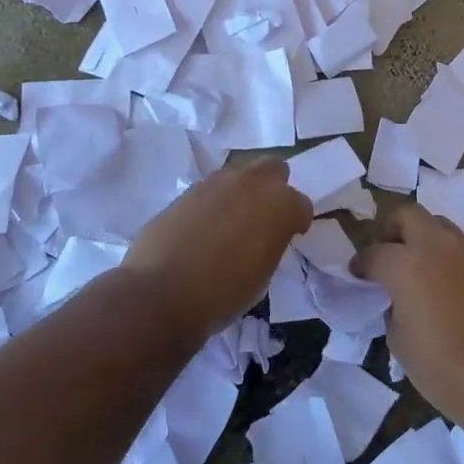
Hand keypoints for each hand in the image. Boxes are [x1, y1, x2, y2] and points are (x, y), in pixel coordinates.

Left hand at [122, 160, 312, 343]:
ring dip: (242, 192)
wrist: (161, 293)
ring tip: (232, 223)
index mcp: (280, 205)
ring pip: (240, 174)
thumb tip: (263, 237)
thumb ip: (270, 243)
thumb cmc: (224, 294)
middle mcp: (252, 183)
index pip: (301, 204)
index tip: (291, 236)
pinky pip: (211, 189)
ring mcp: (216, 182)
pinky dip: (214, 203)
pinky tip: (204, 228)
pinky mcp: (187, 190)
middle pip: (274, 169)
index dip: (297, 221)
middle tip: (264, 217)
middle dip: (274, 188)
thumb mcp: (263, 274)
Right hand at [350, 204, 463, 437]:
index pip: (375, 252)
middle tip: (385, 257)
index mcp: (407, 264)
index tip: (357, 273)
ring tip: (414, 270)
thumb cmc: (444, 369)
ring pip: (437, 225)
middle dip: (390, 230)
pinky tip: (440, 285)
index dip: (361, 263)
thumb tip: (398, 297)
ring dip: (420, 238)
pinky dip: (443, 255)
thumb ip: (393, 306)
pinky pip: (458, 246)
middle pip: (408, 215)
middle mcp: (437, 246)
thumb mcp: (400, 342)